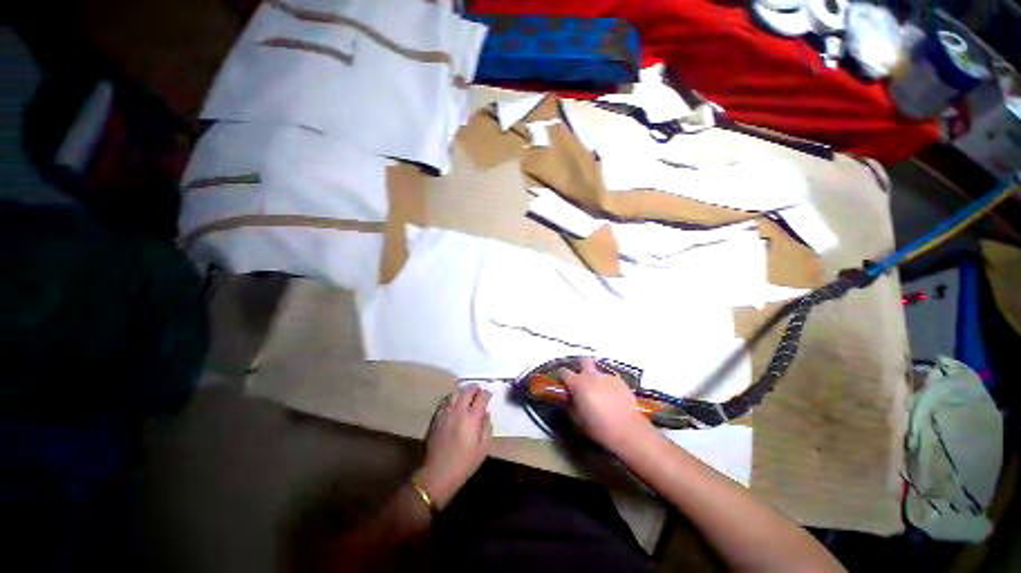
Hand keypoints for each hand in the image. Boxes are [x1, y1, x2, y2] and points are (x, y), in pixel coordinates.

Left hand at [414, 385, 491, 509]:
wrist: (438, 474)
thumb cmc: (464, 464)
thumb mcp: (483, 449)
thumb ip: (486, 428)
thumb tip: (486, 413)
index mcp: (471, 419)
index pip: (481, 398)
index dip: (486, 394)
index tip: (489, 394)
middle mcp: (458, 412)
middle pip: (467, 391)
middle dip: (474, 388)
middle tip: (479, 390)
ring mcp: (446, 414)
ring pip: (455, 394)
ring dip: (463, 391)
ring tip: (467, 395)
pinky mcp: (437, 418)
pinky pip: (446, 402)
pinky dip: (453, 398)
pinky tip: (455, 403)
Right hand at [559, 358, 653, 454]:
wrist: (627, 429)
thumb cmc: (598, 426)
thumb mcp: (577, 419)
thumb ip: (570, 405)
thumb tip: (568, 398)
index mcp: (577, 383)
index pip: (563, 371)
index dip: (561, 376)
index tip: (562, 383)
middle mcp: (591, 375)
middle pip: (583, 361)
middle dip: (580, 366)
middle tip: (580, 378)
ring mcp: (606, 376)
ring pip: (598, 372)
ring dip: (595, 379)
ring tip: (599, 393)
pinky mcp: (620, 381)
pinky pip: (610, 379)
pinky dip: (608, 385)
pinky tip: (612, 397)